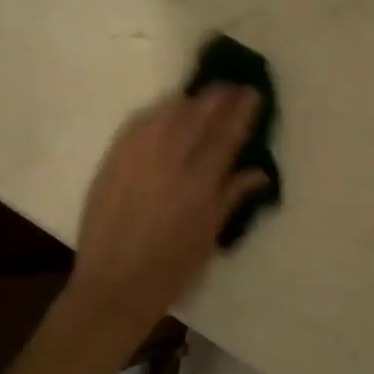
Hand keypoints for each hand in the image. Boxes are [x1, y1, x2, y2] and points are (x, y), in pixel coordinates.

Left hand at [66, 88, 267, 333]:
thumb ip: (232, 198)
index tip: (252, 93)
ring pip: (165, 115)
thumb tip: (260, 173)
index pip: (226, 137)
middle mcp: (170, 165)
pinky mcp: (112, 162)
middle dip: (216, 97)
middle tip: (229, 86)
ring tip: (199, 96)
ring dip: (186, 101)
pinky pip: (136, 126)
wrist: (114, 286)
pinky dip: (154, 114)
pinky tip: (163, 111)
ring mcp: (137, 160)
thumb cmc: (171, 271)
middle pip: (197, 117)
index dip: (241, 111)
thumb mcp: (209, 237)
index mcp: (200, 186)